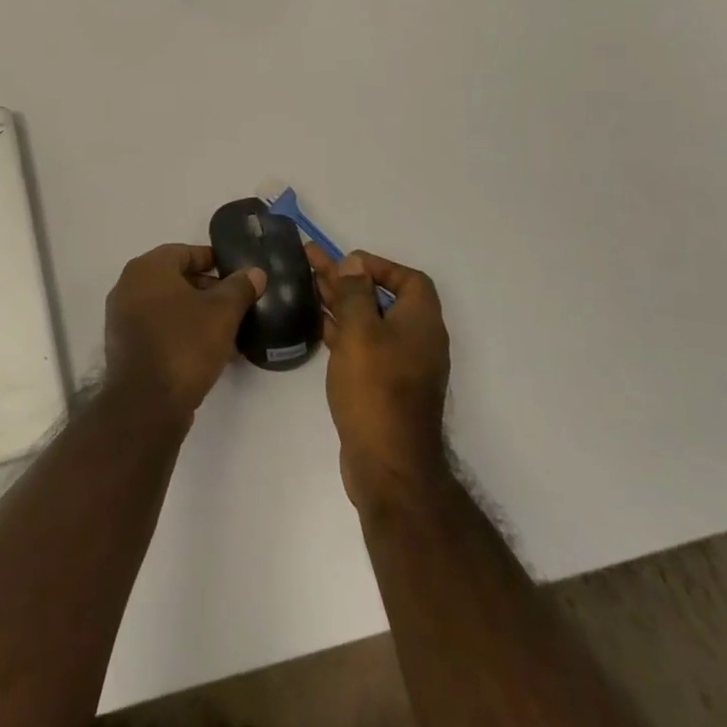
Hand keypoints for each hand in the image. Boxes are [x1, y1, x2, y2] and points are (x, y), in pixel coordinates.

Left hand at [105, 244, 266, 420]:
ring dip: (196, 314)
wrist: (146, 405)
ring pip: (168, 306)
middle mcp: (129, 285)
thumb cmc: (185, 345)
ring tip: (227, 331)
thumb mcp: (222, 313)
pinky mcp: (124, 345)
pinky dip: (180, 332)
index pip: (185, 252)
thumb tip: (254, 272)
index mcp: (148, 268)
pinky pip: (158, 328)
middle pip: (175, 278)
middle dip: (207, 290)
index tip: (236, 275)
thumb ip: (240, 288)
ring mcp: (123, 316)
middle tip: (235, 304)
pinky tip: (207, 351)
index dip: (213, 261)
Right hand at [311, 246, 450, 505]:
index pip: (409, 279)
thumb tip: (354, 264)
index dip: (379, 265)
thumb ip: (355, 293)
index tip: (346, 262)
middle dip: (347, 279)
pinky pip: (362, 345)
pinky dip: (341, 330)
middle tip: (311, 261)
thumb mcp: (361, 332)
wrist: (388, 465)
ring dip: (340, 301)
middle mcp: (416, 339)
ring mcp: (400, 365)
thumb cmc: (376, 389)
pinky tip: (316, 322)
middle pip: (381, 297)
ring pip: (368, 321)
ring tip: (306, 283)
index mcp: (421, 322)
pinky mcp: (383, 386)